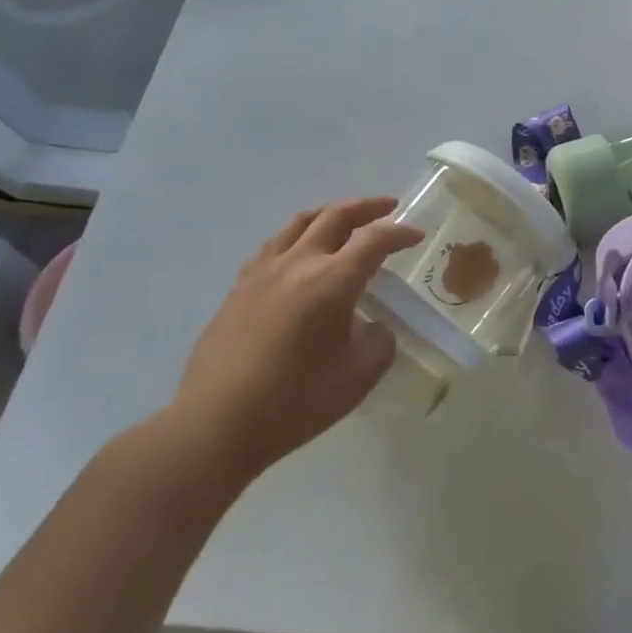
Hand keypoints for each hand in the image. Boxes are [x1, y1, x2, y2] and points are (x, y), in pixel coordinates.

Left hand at [167, 197, 421, 485]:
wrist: (215, 425)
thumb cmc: (294, 403)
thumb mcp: (358, 377)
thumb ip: (379, 342)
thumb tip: (373, 325)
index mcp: (333, 281)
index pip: (375, 239)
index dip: (400, 233)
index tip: (416, 237)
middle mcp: (299, 263)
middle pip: (336, 216)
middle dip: (368, 207)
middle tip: (388, 207)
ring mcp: (264, 272)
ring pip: (300, 222)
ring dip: (330, 213)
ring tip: (344, 218)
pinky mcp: (239, 287)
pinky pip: (274, 244)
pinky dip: (297, 234)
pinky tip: (298, 250)